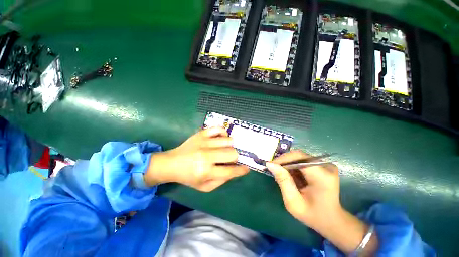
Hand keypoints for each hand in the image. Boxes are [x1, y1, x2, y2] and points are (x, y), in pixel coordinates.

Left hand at [144, 127, 248, 191]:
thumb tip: (235, 170)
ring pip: (229, 140)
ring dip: (230, 146)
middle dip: (234, 158)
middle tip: (229, 159)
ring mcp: (204, 142)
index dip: (241, 170)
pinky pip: (219, 129)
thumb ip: (222, 180)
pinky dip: (223, 133)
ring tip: (224, 149)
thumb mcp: (205, 186)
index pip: (230, 170)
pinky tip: (220, 139)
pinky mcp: (201, 133)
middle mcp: (206, 155)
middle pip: (232, 153)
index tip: (246, 168)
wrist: (172, 163)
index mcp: (206, 171)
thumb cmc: (189, 177)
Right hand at [266, 150, 377, 254]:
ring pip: (299, 157)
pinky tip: (291, 176)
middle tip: (274, 170)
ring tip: (282, 175)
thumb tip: (270, 164)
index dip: (282, 159)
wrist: (332, 219)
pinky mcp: (323, 165)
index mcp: (322, 176)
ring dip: (288, 164)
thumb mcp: (293, 201)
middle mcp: (326, 166)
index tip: (270, 165)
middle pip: (298, 155)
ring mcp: (326, 165)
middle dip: (284, 162)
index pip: (298, 157)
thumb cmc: (312, 214)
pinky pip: (303, 161)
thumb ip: (283, 181)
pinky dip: (294, 166)